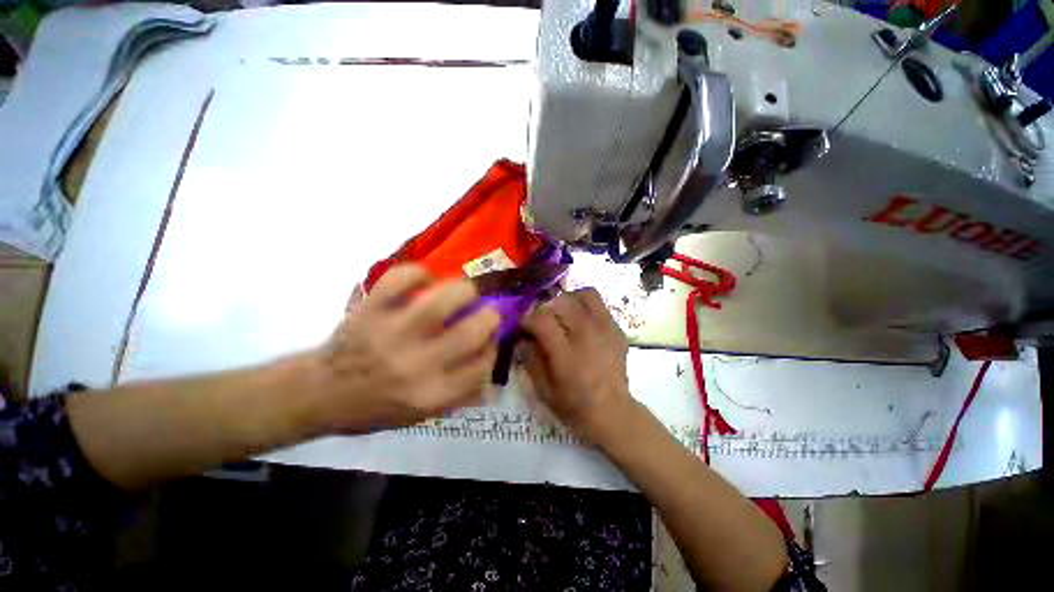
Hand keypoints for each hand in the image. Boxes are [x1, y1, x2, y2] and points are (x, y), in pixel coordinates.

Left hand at [310, 264, 499, 431]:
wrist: (318, 393)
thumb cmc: (374, 408)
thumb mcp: (422, 416)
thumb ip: (460, 395)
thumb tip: (491, 370)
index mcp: (432, 393)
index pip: (484, 364)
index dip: (493, 347)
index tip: (489, 341)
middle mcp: (419, 363)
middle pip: (476, 328)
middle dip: (490, 316)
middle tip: (483, 313)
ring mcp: (394, 330)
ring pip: (448, 295)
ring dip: (465, 290)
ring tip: (461, 295)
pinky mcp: (372, 308)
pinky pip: (403, 277)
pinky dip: (420, 273)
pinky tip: (424, 282)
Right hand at [521, 289, 637, 445]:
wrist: (613, 413)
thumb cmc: (574, 405)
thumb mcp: (543, 390)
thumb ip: (529, 359)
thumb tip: (522, 337)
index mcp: (566, 354)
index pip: (541, 319)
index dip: (527, 319)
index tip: (524, 326)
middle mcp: (587, 335)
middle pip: (561, 302)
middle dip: (546, 308)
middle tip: (543, 321)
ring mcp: (605, 329)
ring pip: (583, 295)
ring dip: (568, 300)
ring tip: (563, 313)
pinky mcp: (617, 329)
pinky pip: (599, 303)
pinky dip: (585, 305)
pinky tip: (581, 320)